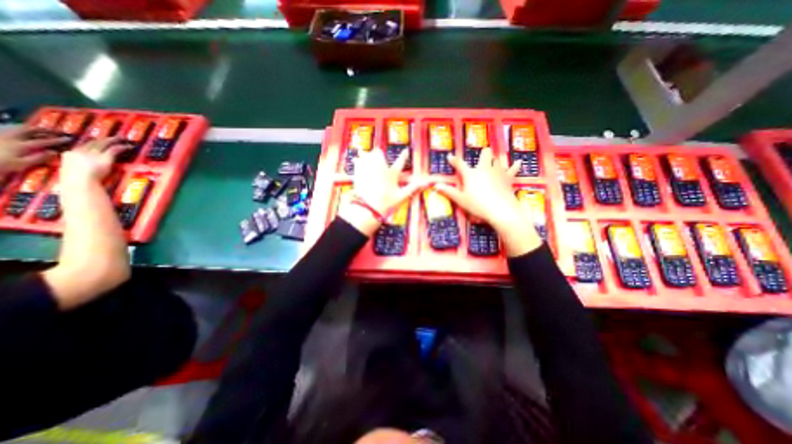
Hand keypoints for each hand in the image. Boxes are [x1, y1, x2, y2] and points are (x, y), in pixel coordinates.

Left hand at [0, 126, 66, 176]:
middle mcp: (12, 138)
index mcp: (21, 145)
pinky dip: (24, 130)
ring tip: (45, 130)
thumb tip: (54, 152)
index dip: (57, 140)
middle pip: (30, 131)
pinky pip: (13, 131)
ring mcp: (4, 137)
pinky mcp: (0, 138)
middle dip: (45, 130)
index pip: (43, 141)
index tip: (69, 138)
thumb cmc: (3, 164)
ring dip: (34, 129)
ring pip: (20, 130)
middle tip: (57, 130)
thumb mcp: (23, 164)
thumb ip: (39, 158)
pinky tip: (28, 132)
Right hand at [60, 137, 128, 186]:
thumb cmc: (75, 181)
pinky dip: (121, 147)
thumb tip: (81, 170)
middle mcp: (80, 152)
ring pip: (103, 144)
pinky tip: (128, 146)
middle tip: (113, 137)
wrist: (79, 182)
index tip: (98, 141)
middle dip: (103, 139)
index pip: (81, 146)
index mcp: (69, 155)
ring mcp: (92, 154)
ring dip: (113, 140)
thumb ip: (76, 168)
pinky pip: (114, 149)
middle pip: (92, 142)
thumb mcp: (71, 171)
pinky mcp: (104, 157)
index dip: (91, 143)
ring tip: (122, 138)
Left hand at [338, 149, 426, 237]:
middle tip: (378, 154)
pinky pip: (357, 162)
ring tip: (365, 153)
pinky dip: (358, 160)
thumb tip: (426, 183)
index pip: (401, 162)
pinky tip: (357, 160)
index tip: (406, 150)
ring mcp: (368, 169)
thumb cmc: (387, 203)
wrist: (369, 208)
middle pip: (379, 153)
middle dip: (379, 153)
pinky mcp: (359, 173)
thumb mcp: (402, 196)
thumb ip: (413, 188)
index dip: (404, 155)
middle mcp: (380, 168)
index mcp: (392, 174)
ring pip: (367, 155)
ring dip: (367, 155)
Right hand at [432, 147, 545, 255]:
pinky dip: (515, 166)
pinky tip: (518, 162)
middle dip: (483, 154)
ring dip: (495, 159)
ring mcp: (498, 171)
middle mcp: (484, 168)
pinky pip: (513, 168)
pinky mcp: (508, 177)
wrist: (500, 210)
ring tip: (494, 162)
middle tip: (481, 159)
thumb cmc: (478, 205)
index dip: (454, 160)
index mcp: (471, 174)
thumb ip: (448, 191)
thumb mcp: (461, 200)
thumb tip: (435, 186)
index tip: (450, 156)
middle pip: (485, 154)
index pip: (460, 164)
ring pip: (498, 159)